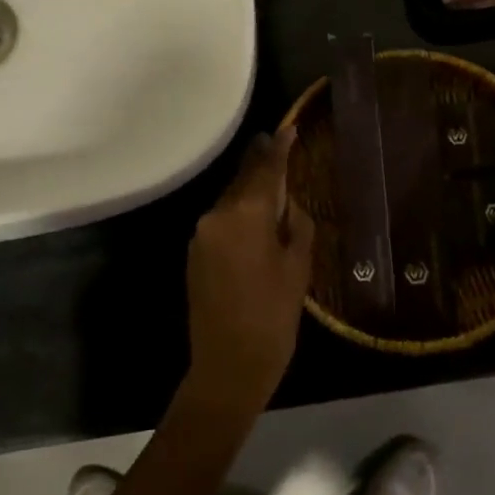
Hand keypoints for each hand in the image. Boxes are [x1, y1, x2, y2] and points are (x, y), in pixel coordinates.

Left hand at [185, 128, 315, 410]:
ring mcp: (201, 235)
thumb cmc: (273, 316)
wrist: (228, 366)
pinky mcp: (195, 254)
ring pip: (231, 200)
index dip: (279, 148)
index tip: (289, 128)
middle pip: (243, 181)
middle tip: (278, 146)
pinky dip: (239, 214)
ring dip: (250, 191)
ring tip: (273, 185)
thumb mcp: (298, 268)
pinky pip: (221, 221)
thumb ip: (296, 225)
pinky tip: (256, 221)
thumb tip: (290, 205)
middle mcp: (217, 216)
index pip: (265, 170)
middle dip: (261, 165)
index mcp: (246, 215)